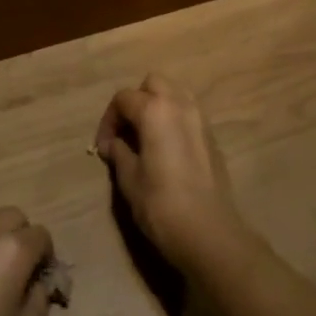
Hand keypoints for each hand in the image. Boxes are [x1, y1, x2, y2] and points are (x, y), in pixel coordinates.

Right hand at [95, 74, 248, 270]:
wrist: (208, 231)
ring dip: (158, 106)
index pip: (123, 98)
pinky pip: (189, 113)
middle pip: (153, 83)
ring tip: (146, 135)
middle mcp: (181, 105)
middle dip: (136, 101)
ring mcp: (201, 119)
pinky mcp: (212, 137)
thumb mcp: (129, 179)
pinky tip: (166, 148)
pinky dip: (174, 119)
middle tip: (126, 131)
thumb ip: (119, 153)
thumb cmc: (161, 204)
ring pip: (176, 94)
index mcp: (155, 110)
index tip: (103, 147)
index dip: (108, 120)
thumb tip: (112, 144)